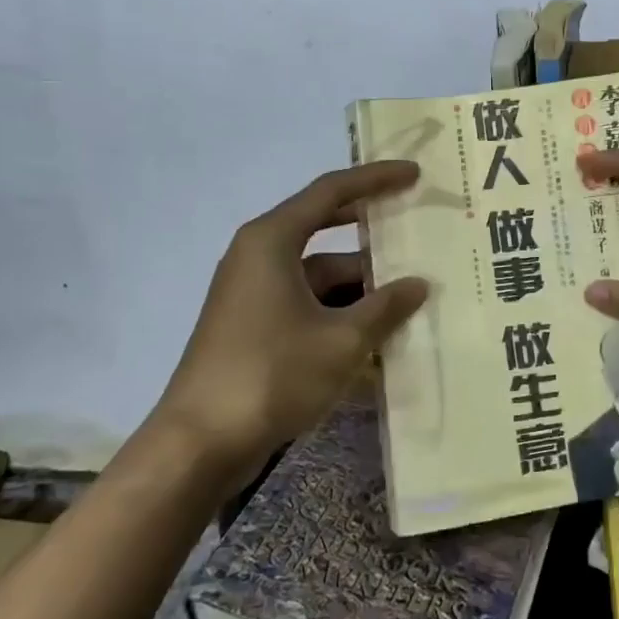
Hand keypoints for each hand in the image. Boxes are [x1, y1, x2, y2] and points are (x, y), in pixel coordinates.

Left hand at [152, 162, 428, 486]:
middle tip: (417, 233)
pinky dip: (341, 316)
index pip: (331, 191)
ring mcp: (254, 293)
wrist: (200, 443)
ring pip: (320, 277)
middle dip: (372, 239)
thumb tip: (418, 285)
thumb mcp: (342, 340)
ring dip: (361, 288)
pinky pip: (307, 306)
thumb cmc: (272, 375)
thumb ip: (385, 307)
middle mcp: (259, 256)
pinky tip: (378, 339)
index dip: (376, 180)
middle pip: (326, 232)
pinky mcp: (254, 326)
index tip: (414, 175)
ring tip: (411, 301)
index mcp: (272, 240)